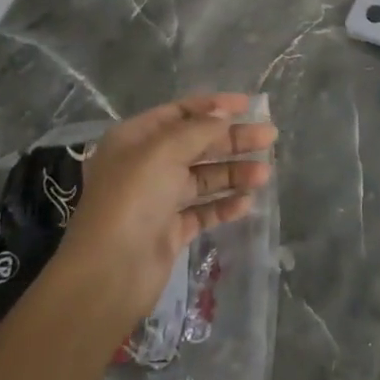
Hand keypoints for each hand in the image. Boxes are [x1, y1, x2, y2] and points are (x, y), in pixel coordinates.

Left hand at [54, 92, 276, 324]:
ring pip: (203, 178)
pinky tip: (246, 203)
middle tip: (269, 137)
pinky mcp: (170, 231)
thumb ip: (199, 129)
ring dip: (233, 173)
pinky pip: (202, 210)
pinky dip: (224, 205)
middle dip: (232, 140)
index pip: (180, 113)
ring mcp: (158, 199)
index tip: (249, 105)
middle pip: (197, 144)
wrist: (110, 273)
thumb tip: (224, 113)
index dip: (214, 106)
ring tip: (264, 175)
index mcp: (135, 138)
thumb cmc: (133, 199)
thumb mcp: (164, 151)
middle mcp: (145, 165)